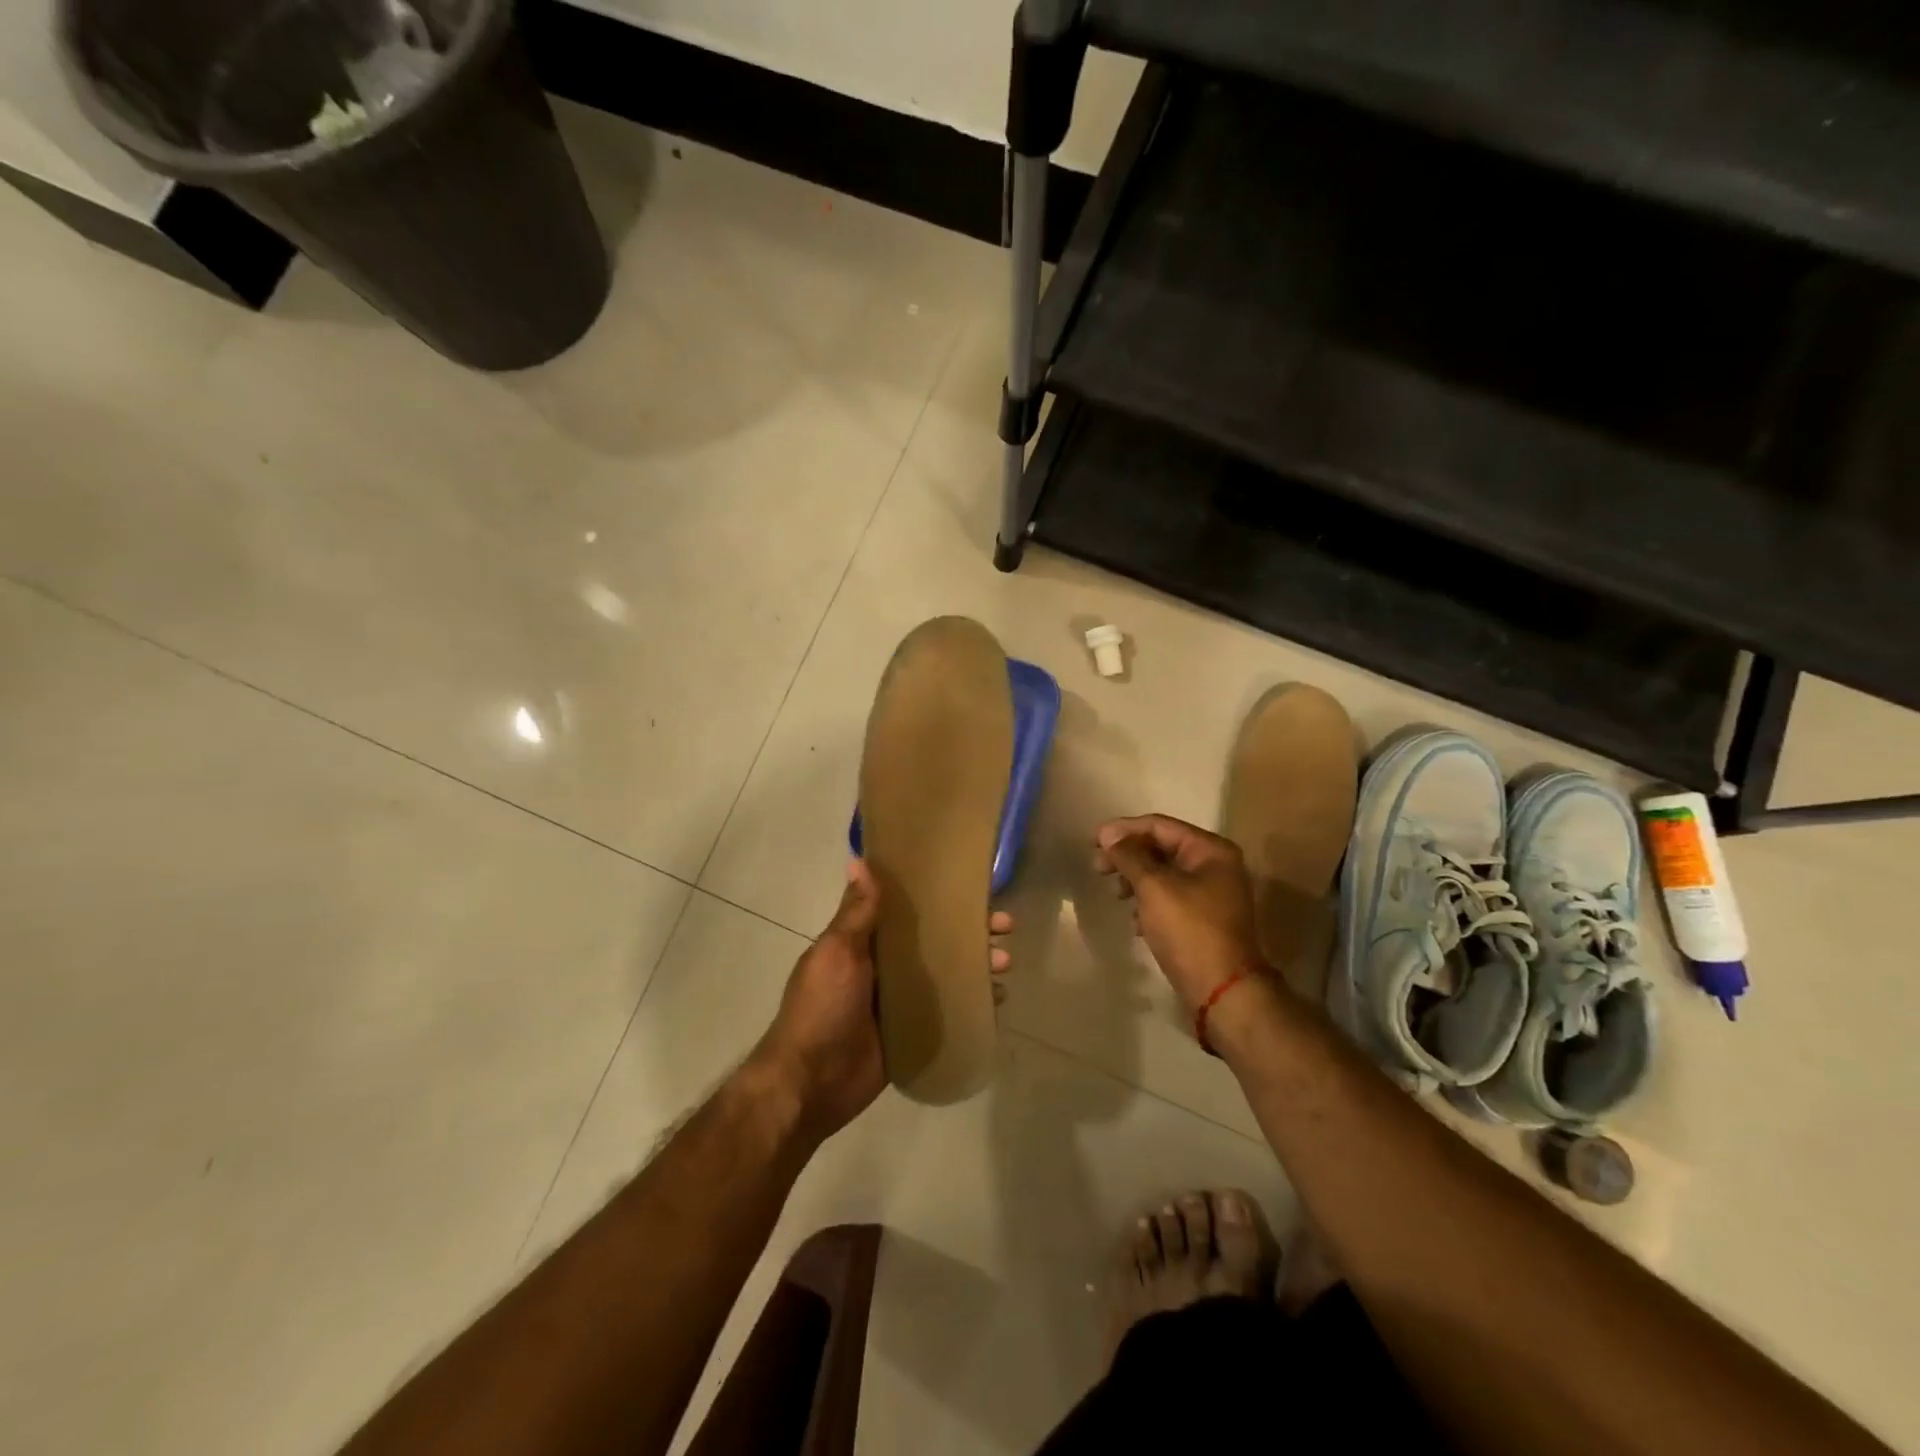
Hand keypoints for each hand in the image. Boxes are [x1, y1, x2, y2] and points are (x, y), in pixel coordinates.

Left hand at [749, 860, 1012, 1145]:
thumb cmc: (821, 1009)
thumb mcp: (837, 953)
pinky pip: (946, 1012)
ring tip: (1004, 965)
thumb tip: (858, 860)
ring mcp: (898, 1002)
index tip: (972, 889)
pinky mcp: (910, 1034)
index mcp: (863, 943)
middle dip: (969, 932)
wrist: (811, 1083)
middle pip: (934, 942)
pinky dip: (970, 1003)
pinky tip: (997, 1000)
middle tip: (1004, 927)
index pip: (908, 912)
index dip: (939, 899)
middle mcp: (883, 968)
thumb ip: (855, 913)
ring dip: (975, 966)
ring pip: (945, 975)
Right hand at [1096, 815, 1264, 1014]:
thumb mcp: (1154, 887)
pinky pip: (1169, 898)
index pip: (1159, 825)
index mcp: (1211, 850)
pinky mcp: (1203, 919)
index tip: (1093, 840)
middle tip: (1097, 868)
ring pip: (1163, 874)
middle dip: (1128, 856)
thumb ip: (1129, 856)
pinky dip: (1148, 902)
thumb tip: (1109, 834)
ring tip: (1115, 895)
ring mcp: (1212, 894)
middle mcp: (1215, 865)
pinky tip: (1134, 921)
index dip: (1124, 830)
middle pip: (1161, 848)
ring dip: (1135, 880)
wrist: (1223, 991)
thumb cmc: (1189, 931)